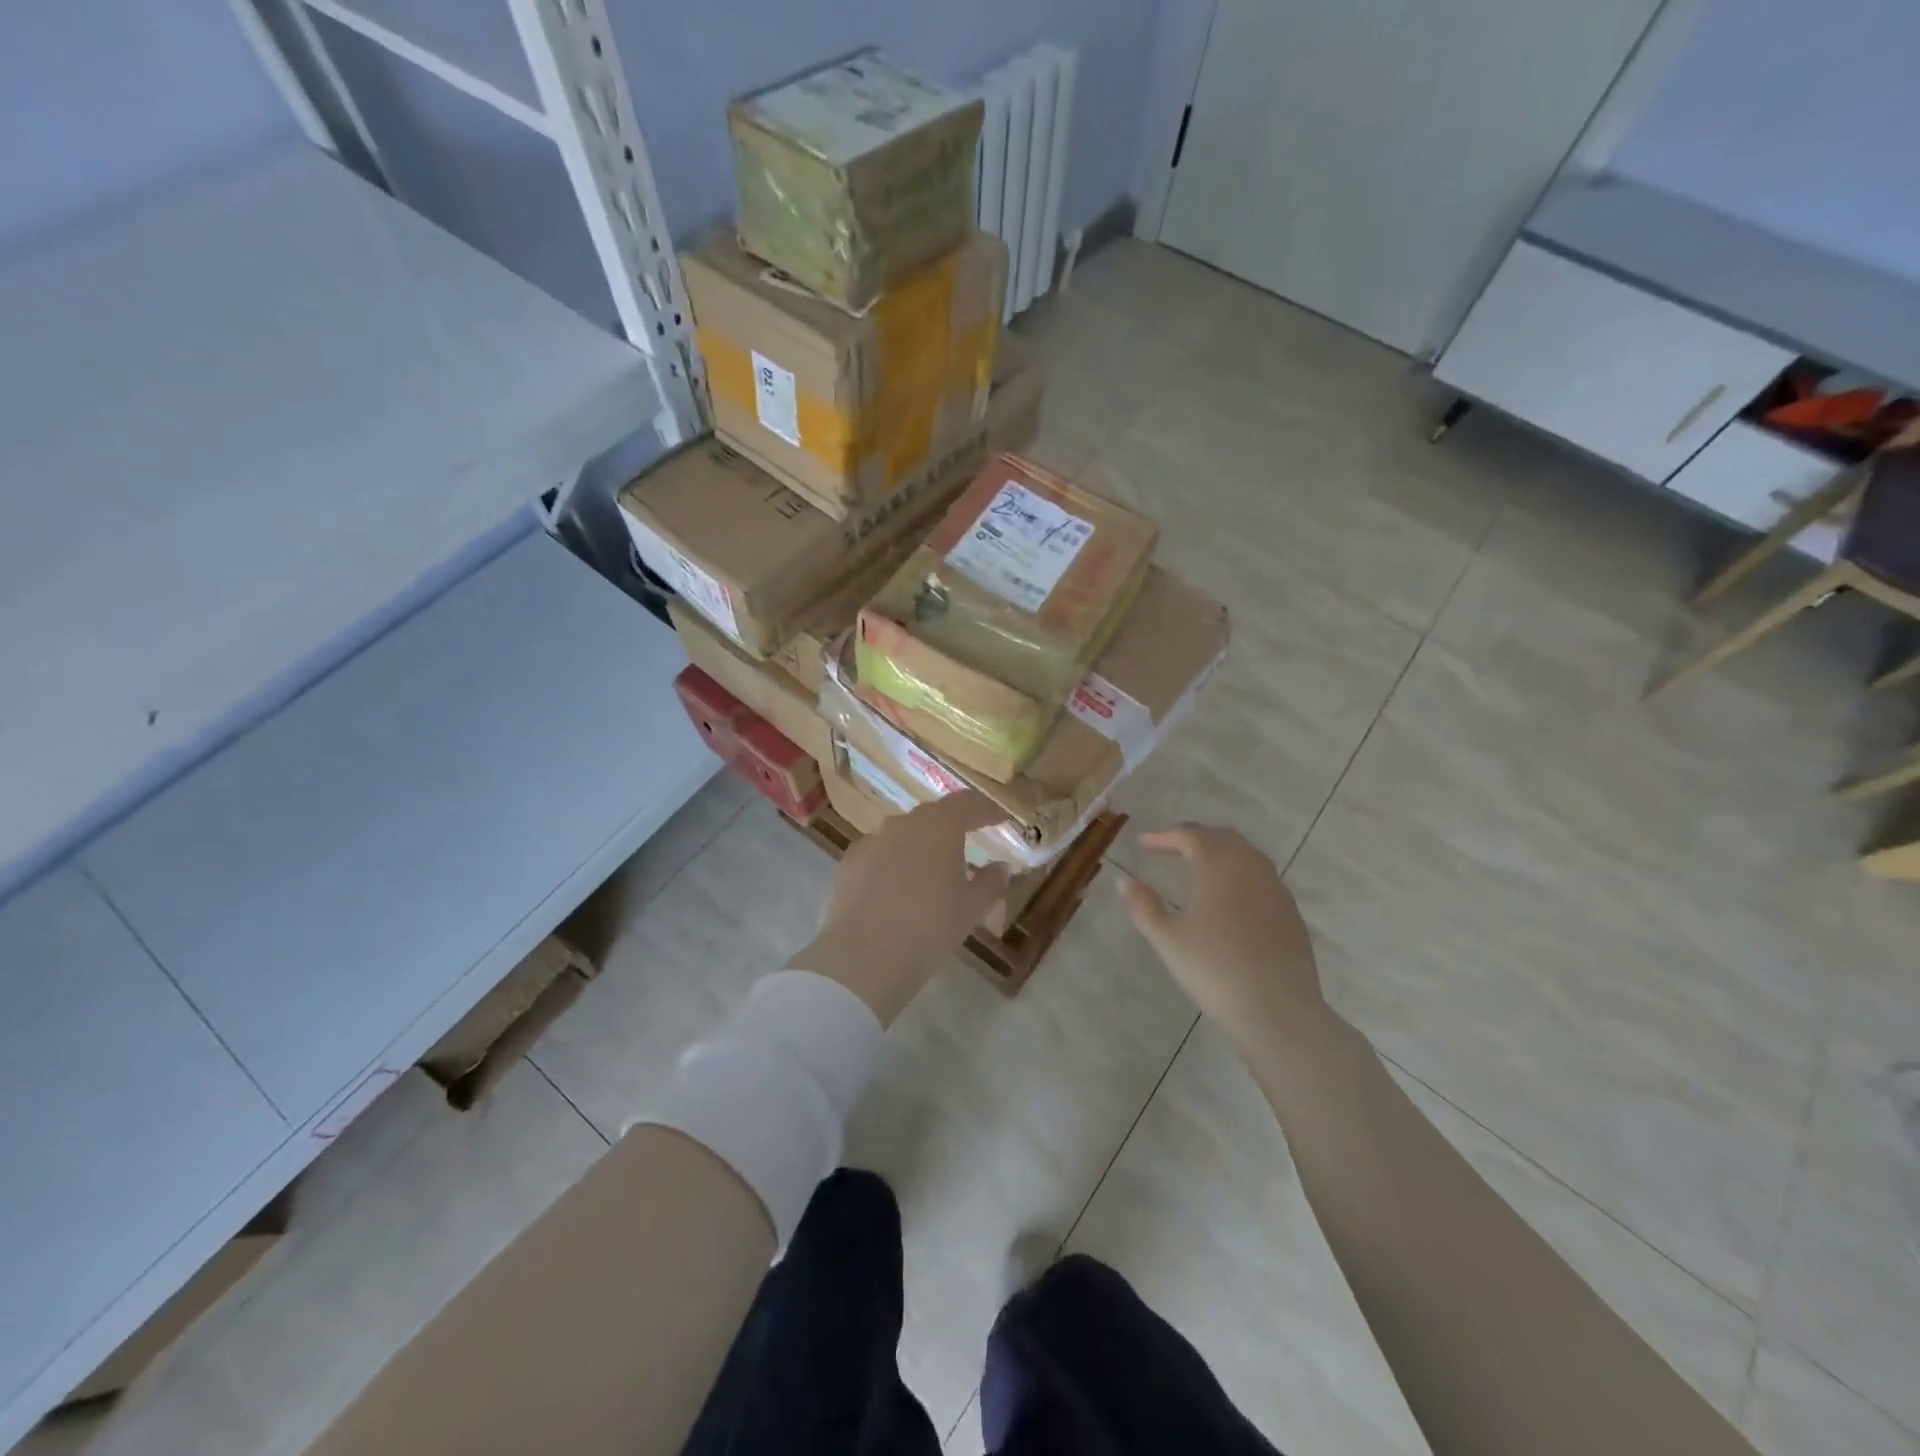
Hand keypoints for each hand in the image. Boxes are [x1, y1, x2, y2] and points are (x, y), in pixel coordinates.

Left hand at [791, 791, 1011, 1024]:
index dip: (986, 810)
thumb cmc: (930, 927)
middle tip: (966, 848)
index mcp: (939, 825)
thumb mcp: (971, 909)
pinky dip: (892, 865)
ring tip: (930, 874)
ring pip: (903, 836)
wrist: (864, 957)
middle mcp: (903, 823)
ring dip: (919, 848)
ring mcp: (871, 841)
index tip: (999, 819)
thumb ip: (990, 883)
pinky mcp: (848, 864)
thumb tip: (1001, 867)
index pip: (967, 803)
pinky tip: (896, 891)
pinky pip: (879, 856)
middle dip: (951, 829)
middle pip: (933, 817)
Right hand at [1118, 824, 1330, 1054]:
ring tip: (1199, 869)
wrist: (1278, 1011)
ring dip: (1221, 854)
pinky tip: (1230, 900)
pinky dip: (1241, 875)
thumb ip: (1144, 906)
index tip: (1143, 842)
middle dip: (1194, 838)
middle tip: (1170, 848)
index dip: (1164, 836)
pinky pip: (1262, 879)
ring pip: (1247, 856)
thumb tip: (1125, 882)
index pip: (1190, 836)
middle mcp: (1251, 868)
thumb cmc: (1215, 969)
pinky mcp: (1292, 914)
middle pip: (1222, 838)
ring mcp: (1276, 890)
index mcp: (1219, 866)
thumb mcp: (1168, 939)